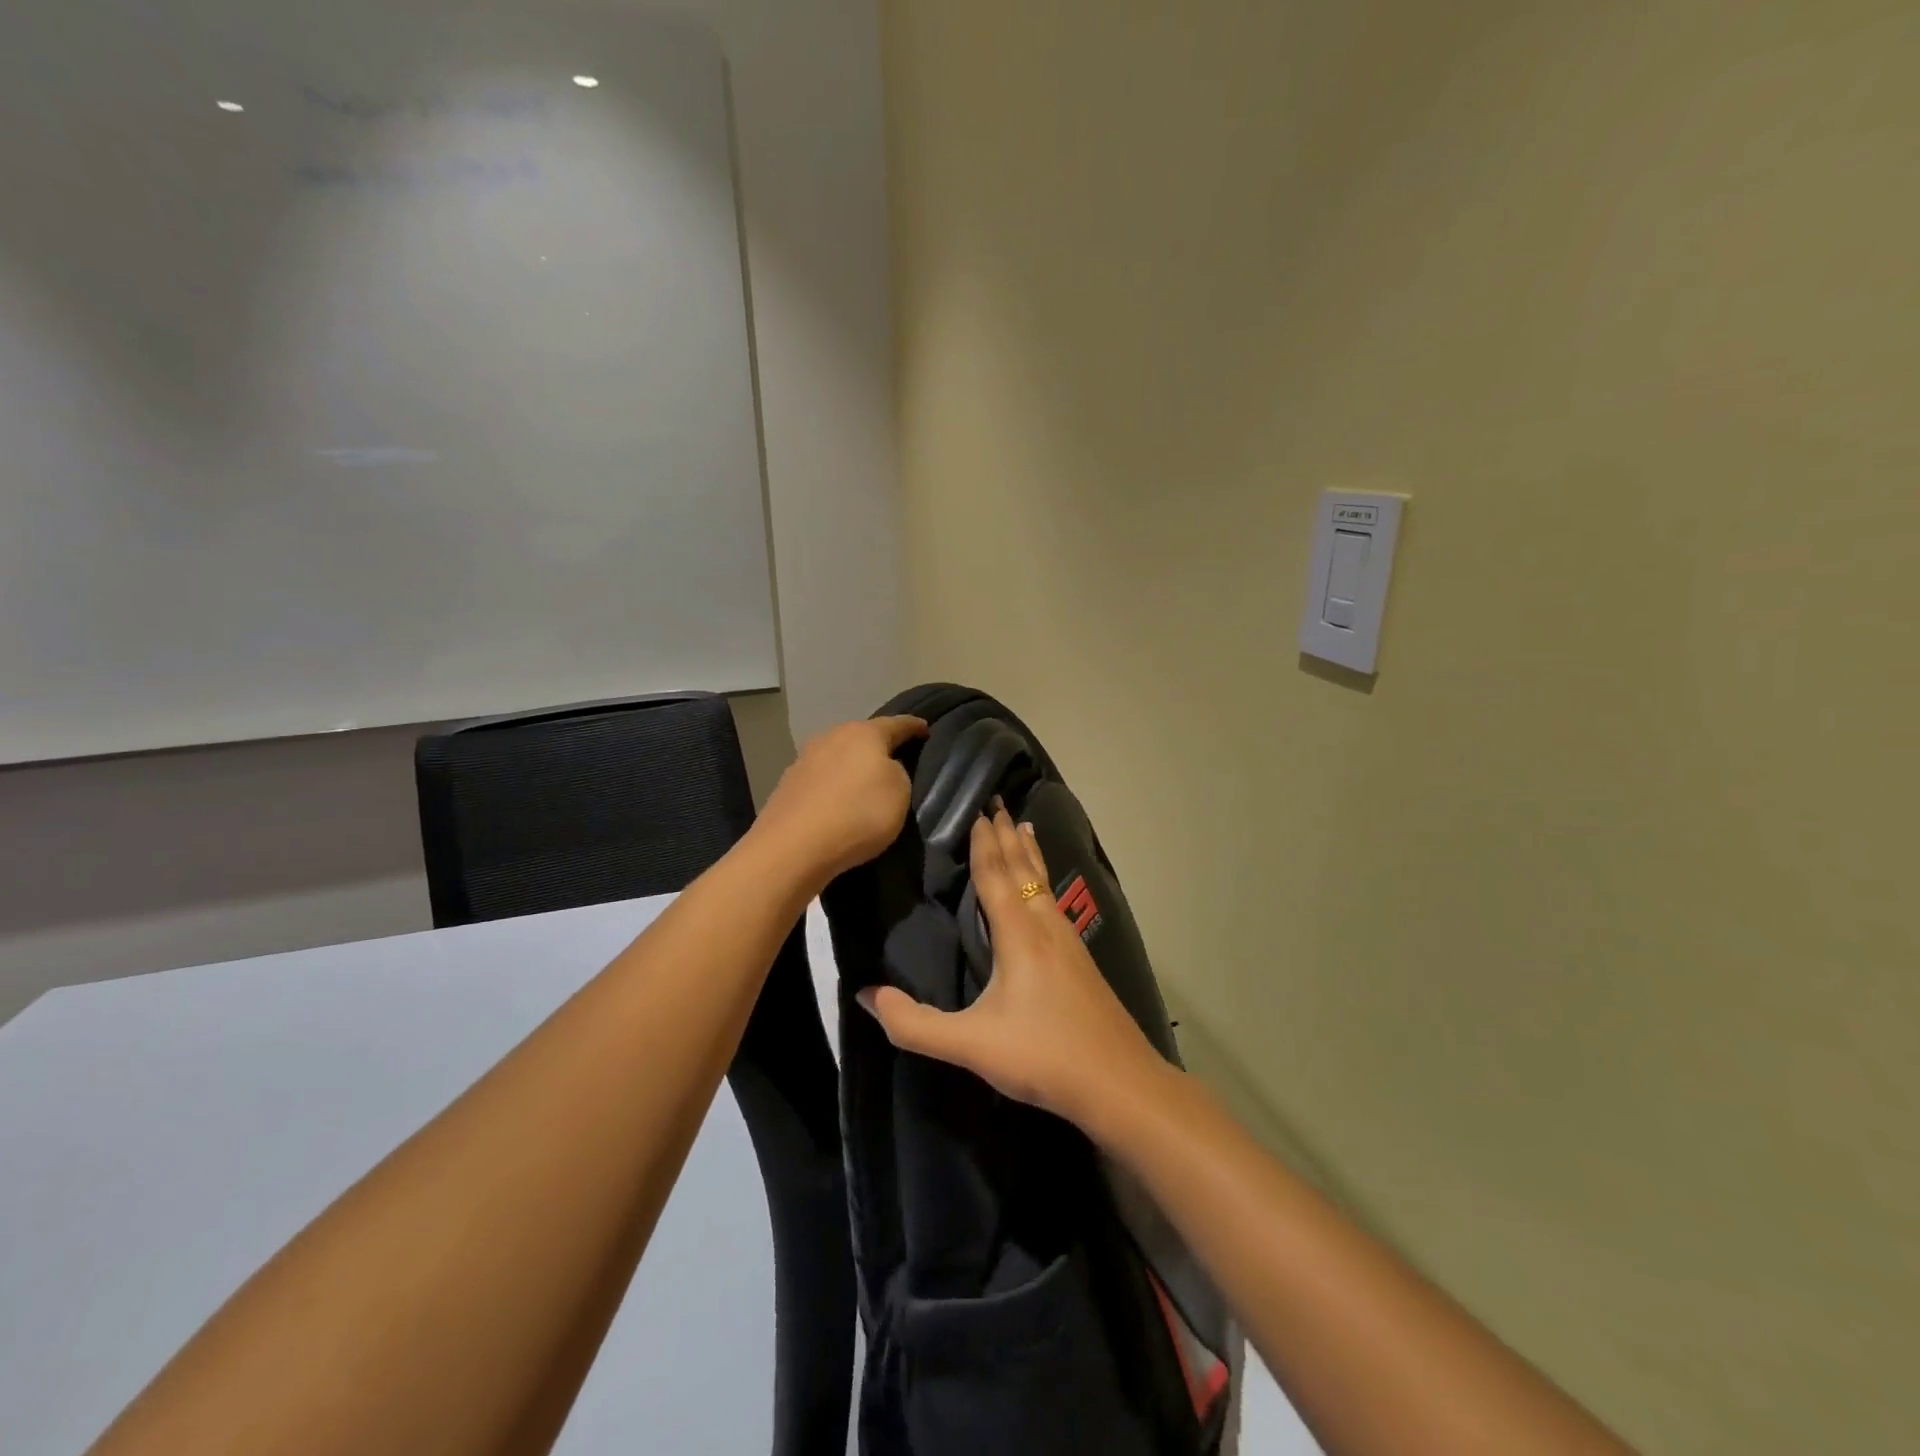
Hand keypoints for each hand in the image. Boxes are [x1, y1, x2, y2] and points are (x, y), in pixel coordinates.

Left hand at [755, 715, 926, 887]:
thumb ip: (898, 773)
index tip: (925, 729)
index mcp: (864, 733)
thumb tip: (883, 769)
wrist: (794, 847)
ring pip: (838, 756)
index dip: (914, 727)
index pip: (897, 724)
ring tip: (863, 784)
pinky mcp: (788, 784)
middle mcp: (832, 737)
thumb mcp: (900, 793)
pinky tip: (837, 801)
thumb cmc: (858, 814)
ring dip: (851, 766)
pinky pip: (821, 779)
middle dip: (878, 746)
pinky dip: (832, 786)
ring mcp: (805, 759)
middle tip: (895, 760)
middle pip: (862, 736)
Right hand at [858, 804, 1166, 1129]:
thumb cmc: (1042, 1055)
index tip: (977, 809)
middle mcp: (1045, 926)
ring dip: (1029, 853)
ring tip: (1024, 826)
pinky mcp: (1082, 959)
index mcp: (1019, 934)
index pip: (995, 876)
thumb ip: (914, 1024)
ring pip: (1044, 882)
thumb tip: (865, 995)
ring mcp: (1069, 941)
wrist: (1119, 1083)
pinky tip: (1047, 892)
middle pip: (1023, 869)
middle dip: (1007, 836)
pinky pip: (1055, 901)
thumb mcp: (970, 1045)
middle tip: (998, 802)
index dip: (983, 843)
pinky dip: (1045, 879)